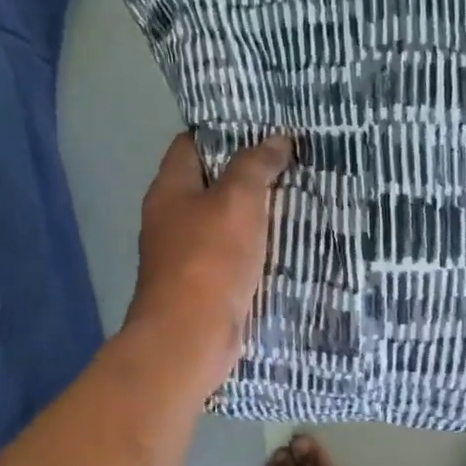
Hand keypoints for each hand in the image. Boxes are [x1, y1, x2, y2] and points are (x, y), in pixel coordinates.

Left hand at [127, 132, 293, 388]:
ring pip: (224, 223)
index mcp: (169, 189)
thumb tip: (277, 139)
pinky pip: (232, 257)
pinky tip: (286, 245)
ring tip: (297, 199)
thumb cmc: (209, 259)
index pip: (191, 144)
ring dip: (255, 214)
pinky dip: (255, 249)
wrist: (190, 337)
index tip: (264, 128)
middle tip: (290, 163)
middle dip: (248, 174)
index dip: (225, 131)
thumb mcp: (237, 200)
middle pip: (210, 184)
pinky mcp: (203, 286)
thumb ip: (256, 165)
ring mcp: (185, 256)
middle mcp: (171, 219)